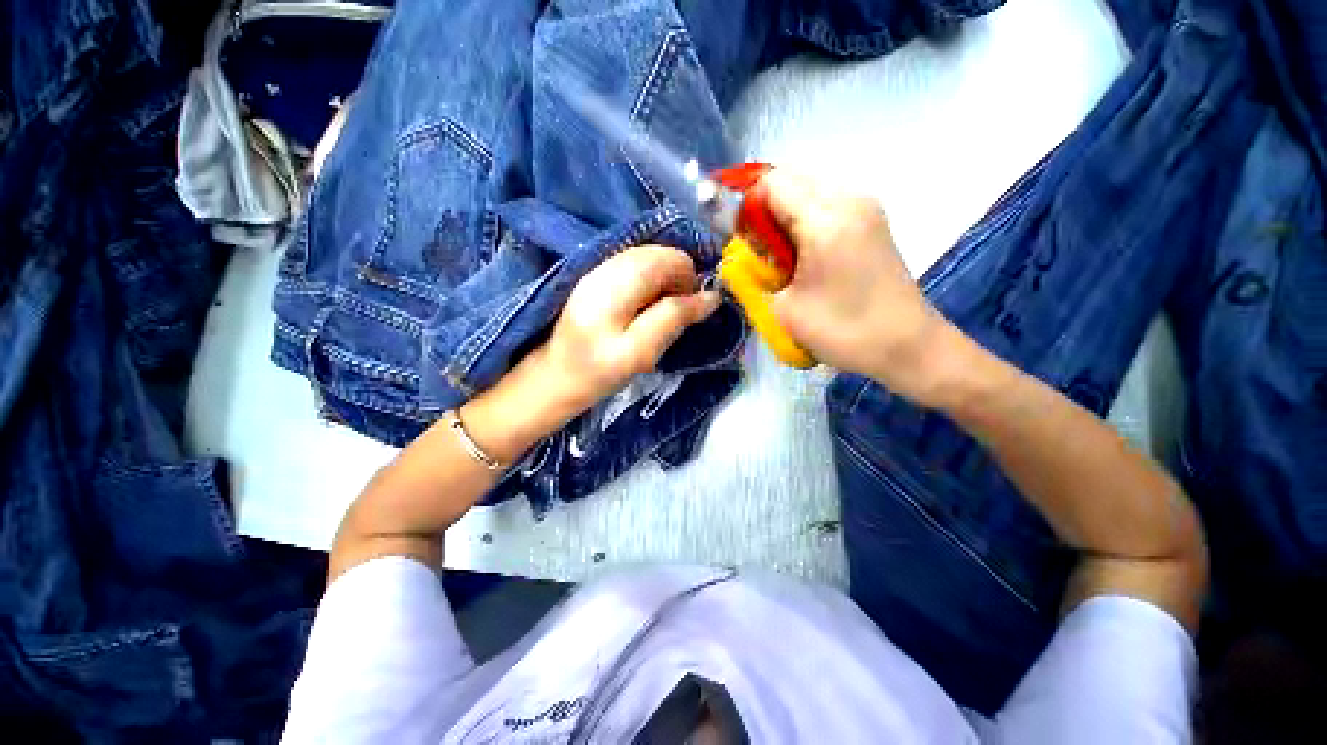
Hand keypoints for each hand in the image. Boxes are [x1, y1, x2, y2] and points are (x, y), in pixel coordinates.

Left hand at [464, 245, 719, 461]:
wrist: (553, 376)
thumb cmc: (596, 373)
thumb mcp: (640, 352)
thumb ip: (674, 319)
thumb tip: (711, 298)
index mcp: (612, 287)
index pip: (664, 260)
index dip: (687, 276)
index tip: (693, 304)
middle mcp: (602, 268)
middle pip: (655, 254)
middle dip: (676, 276)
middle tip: (677, 310)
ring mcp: (596, 270)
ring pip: (645, 258)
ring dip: (663, 279)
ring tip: (662, 309)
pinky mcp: (594, 278)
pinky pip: (633, 267)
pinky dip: (649, 281)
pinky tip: (645, 305)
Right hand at [758, 170, 956, 403]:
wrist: (907, 346)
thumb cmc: (842, 331)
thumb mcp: (783, 309)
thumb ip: (754, 276)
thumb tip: (742, 257)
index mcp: (825, 220)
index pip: (772, 183)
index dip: (746, 206)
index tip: (740, 240)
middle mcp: (849, 200)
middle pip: (791, 181)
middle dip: (765, 211)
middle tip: (759, 252)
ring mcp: (865, 209)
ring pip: (809, 192)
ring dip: (785, 218)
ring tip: (782, 258)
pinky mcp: (872, 222)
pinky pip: (827, 206)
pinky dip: (806, 223)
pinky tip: (805, 257)